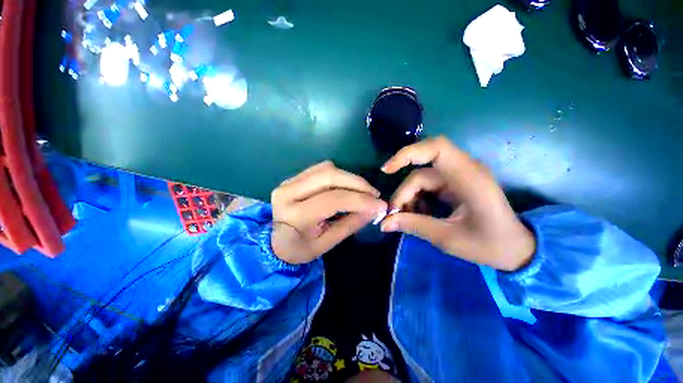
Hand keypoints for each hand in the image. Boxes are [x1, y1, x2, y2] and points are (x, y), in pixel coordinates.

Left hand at [271, 161, 387, 263]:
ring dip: (349, 178)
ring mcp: (288, 181)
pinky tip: (347, 186)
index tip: (380, 204)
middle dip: (357, 183)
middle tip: (374, 194)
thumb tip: (375, 209)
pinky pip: (321, 168)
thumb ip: (351, 224)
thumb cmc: (301, 248)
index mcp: (295, 215)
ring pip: (326, 169)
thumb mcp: (327, 243)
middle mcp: (288, 192)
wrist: (276, 242)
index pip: (333, 200)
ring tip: (363, 191)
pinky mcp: (293, 177)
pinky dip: (339, 175)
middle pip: (329, 176)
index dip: (360, 200)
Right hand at [380, 136, 534, 271]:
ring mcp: (458, 177)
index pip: (435, 149)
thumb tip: (384, 223)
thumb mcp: (448, 238)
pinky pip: (427, 186)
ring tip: (406, 219)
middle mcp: (463, 171)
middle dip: (404, 193)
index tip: (386, 170)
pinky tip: (418, 214)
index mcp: (469, 178)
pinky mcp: (454, 184)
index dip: (407, 154)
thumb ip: (414, 226)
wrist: (516, 249)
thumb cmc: (489, 245)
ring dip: (409, 198)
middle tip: (394, 215)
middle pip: (420, 173)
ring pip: (421, 180)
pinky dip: (417, 199)